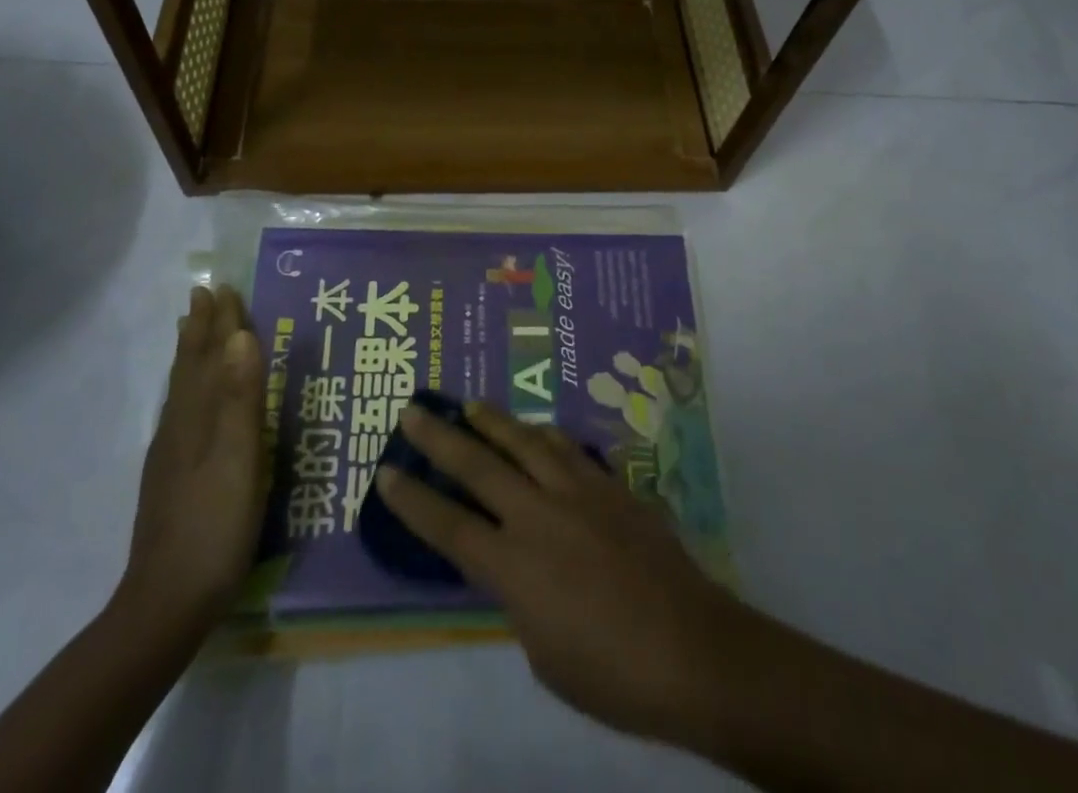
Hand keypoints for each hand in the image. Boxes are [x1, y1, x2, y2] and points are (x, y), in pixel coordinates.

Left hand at [118, 284, 265, 638]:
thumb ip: (241, 397)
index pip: (209, 355)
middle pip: (189, 366)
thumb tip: (242, 335)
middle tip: (203, 295)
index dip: (219, 322)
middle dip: (199, 329)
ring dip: (189, 354)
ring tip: (190, 330)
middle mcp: (179, 426)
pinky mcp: (171, 477)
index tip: (223, 286)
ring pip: (180, 388)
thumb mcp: (240, 457)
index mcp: (197, 416)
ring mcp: (171, 454)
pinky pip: (180, 411)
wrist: (167, 603)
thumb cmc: (215, 524)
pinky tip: (189, 400)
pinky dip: (186, 388)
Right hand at [377, 401, 743, 743]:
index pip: (449, 527)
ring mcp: (578, 493)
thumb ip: (519, 599)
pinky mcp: (611, 486)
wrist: (691, 649)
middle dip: (440, 438)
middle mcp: (539, 516)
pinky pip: (568, 450)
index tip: (386, 472)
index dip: (413, 500)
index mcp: (514, 567)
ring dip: (493, 421)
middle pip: (479, 467)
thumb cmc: (611, 674)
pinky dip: (544, 436)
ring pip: (526, 442)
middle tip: (413, 410)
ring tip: (470, 404)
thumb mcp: (543, 653)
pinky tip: (537, 430)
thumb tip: (516, 568)